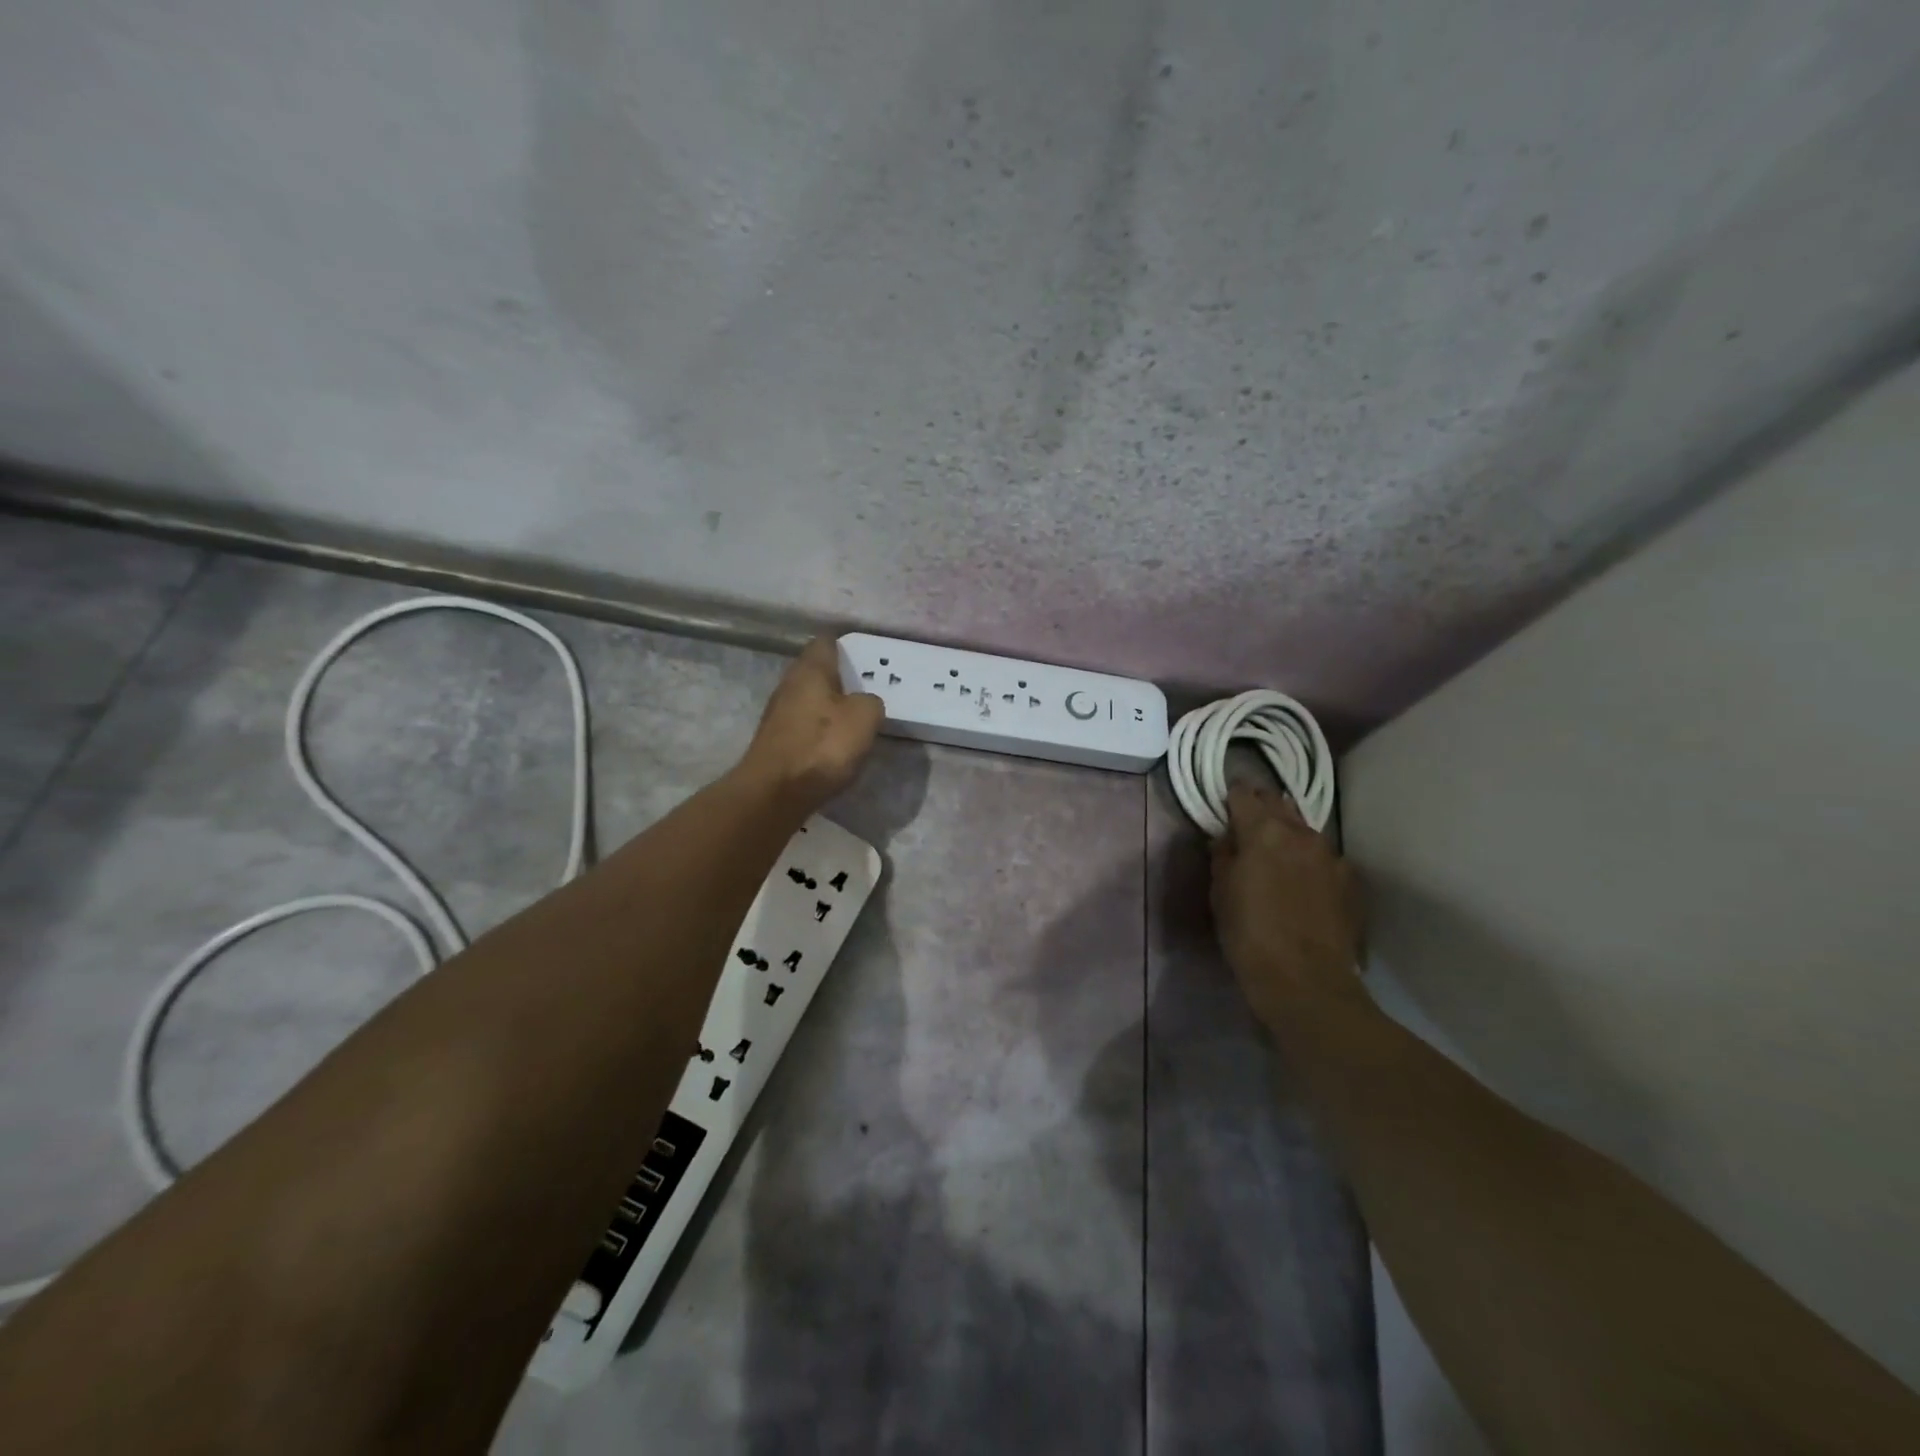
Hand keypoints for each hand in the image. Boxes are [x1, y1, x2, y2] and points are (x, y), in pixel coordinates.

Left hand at [739, 637, 884, 809]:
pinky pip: (804, 725)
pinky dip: (819, 729)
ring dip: (829, 705)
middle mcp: (789, 685)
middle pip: (815, 671)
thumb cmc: (822, 746)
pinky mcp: (776, 741)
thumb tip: (864, 702)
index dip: (844, 645)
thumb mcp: (864, 717)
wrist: (776, 792)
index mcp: (810, 670)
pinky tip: (834, 743)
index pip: (825, 642)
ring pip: (809, 699)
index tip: (863, 655)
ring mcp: (778, 714)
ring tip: (854, 717)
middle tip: (865, 687)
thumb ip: (871, 702)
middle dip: (838, 677)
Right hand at [1211, 781, 1364, 1028]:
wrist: (1307, 982)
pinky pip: (1322, 858)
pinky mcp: (1349, 881)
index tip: (1223, 804)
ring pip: (1303, 829)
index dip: (1231, 796)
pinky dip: (1307, 860)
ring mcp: (1331, 856)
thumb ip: (1223, 856)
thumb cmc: (1249, 935)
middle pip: (1278, 804)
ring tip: (1273, 852)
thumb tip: (1227, 839)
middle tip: (1245, 823)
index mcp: (1264, 831)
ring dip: (1286, 833)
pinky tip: (1300, 881)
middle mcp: (1301, 833)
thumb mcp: (1220, 892)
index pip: (1244, 794)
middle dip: (1261, 808)